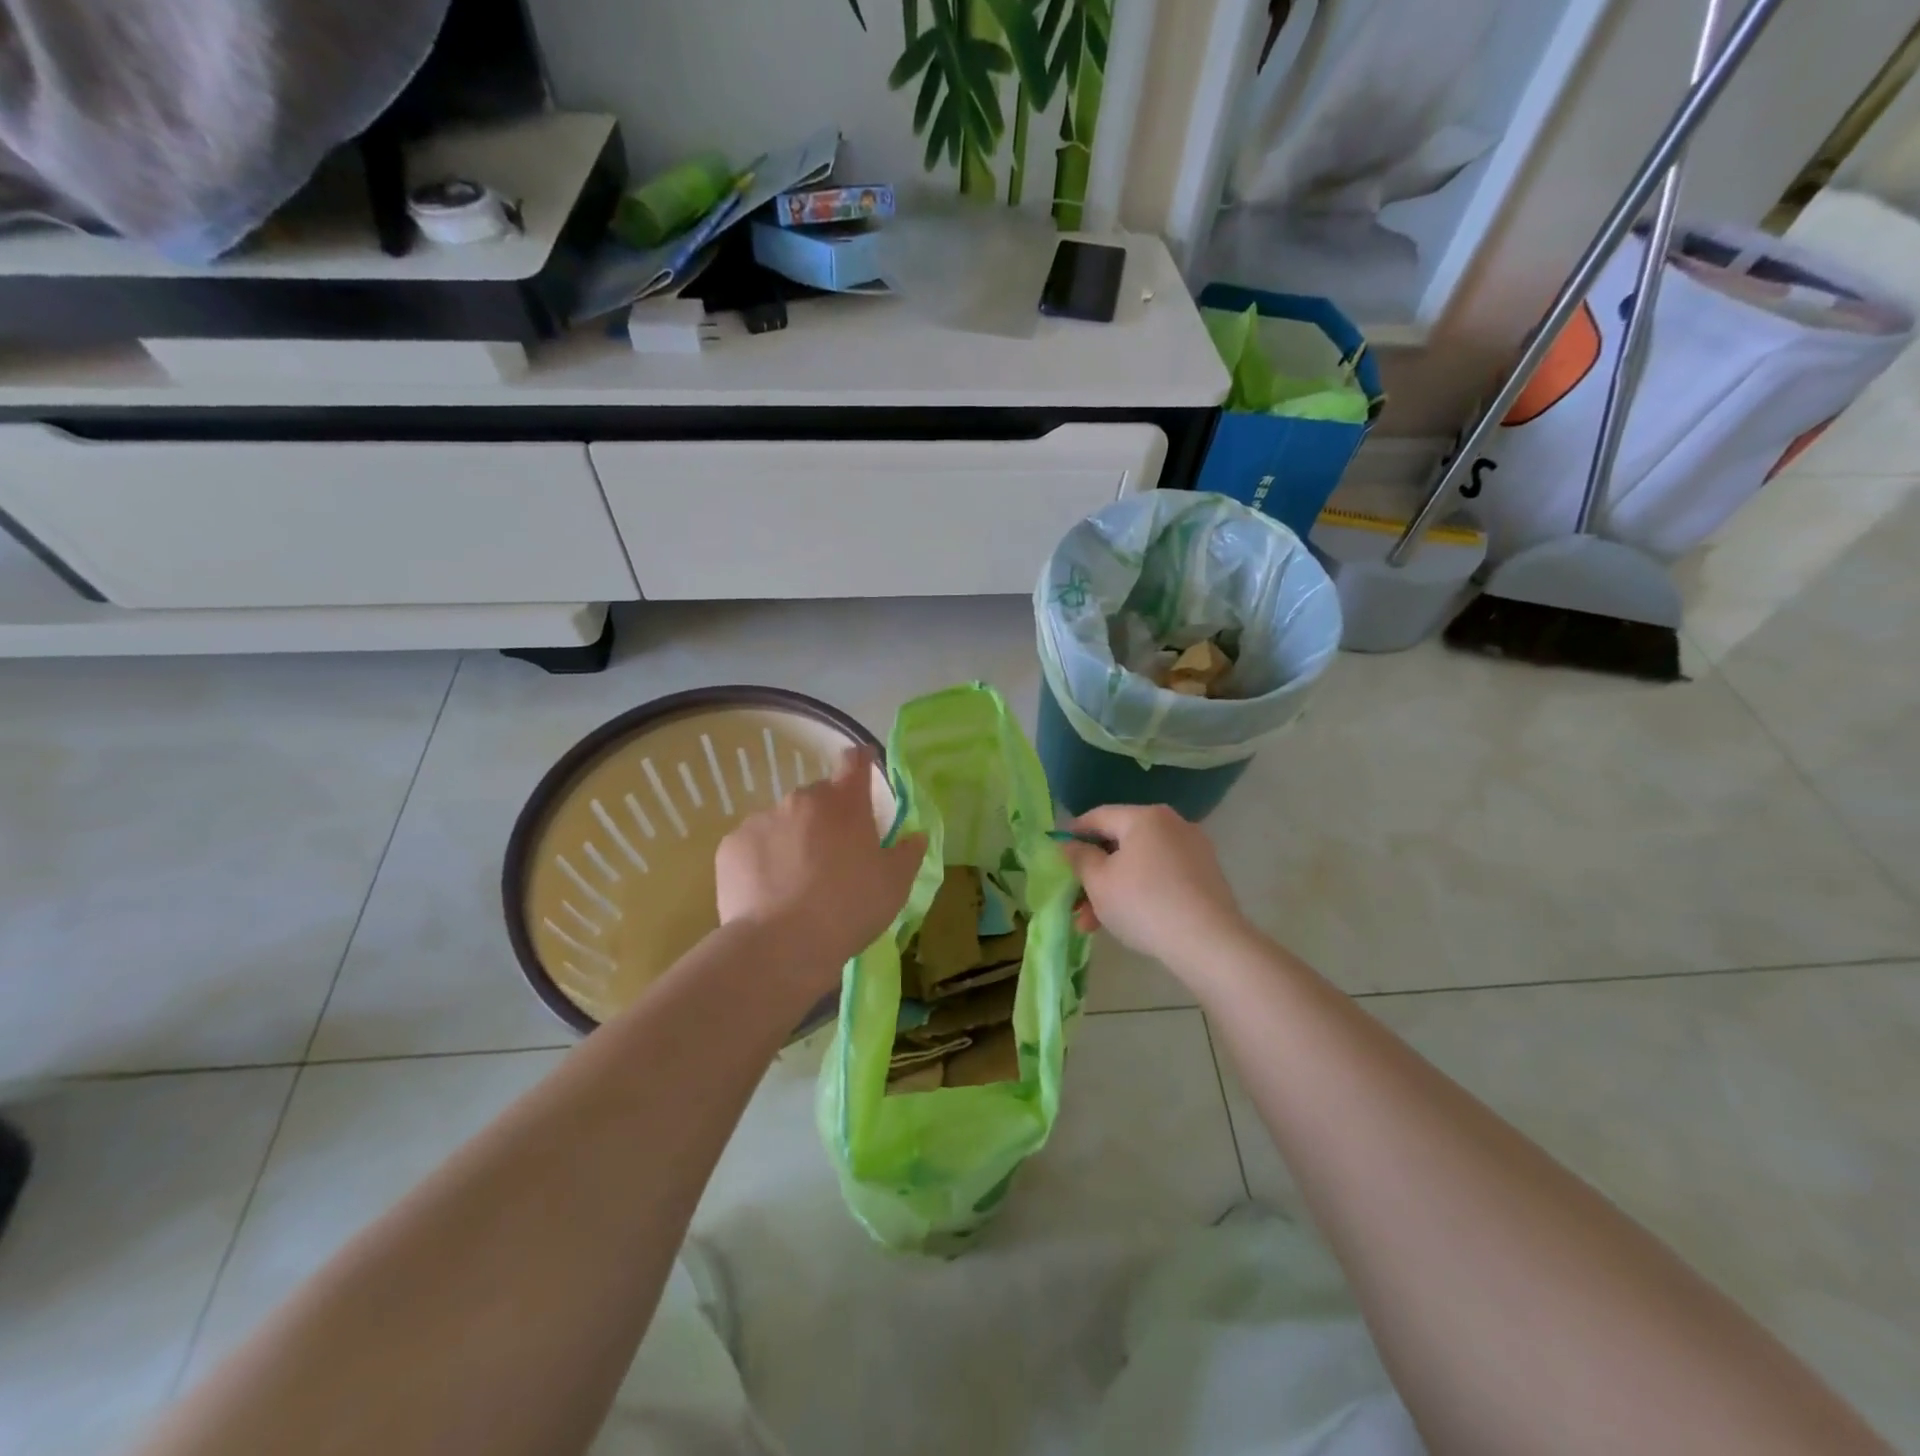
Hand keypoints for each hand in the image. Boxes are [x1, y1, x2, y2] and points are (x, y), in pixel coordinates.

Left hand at [715, 747, 925, 983]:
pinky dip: (762, 861)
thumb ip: (908, 853)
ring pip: (783, 822)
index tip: (864, 769)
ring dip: (793, 839)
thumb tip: (915, 836)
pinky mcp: (731, 845)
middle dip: (827, 818)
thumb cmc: (849, 908)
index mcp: (845, 803)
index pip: (855, 762)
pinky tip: (768, 892)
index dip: (861, 762)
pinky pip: (753, 845)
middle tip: (833, 856)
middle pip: (818, 798)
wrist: (781, 945)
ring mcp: (761, 819)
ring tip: (796, 883)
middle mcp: (801, 800)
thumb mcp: (895, 885)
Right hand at [1056, 805, 1250, 972]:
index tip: (1057, 853)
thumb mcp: (1099, 882)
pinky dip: (1141, 892)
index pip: (1098, 816)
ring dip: (1114, 889)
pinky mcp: (1206, 876)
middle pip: (1120, 843)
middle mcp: (1172, 825)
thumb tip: (1070, 845)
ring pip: (1140, 864)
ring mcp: (1193, 850)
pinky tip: (1127, 921)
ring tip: (1093, 924)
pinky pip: (1162, 876)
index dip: (1074, 833)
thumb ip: (1079, 858)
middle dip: (1094, 873)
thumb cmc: (1144, 904)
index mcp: (1145, 817)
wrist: (1209, 943)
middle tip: (1074, 901)